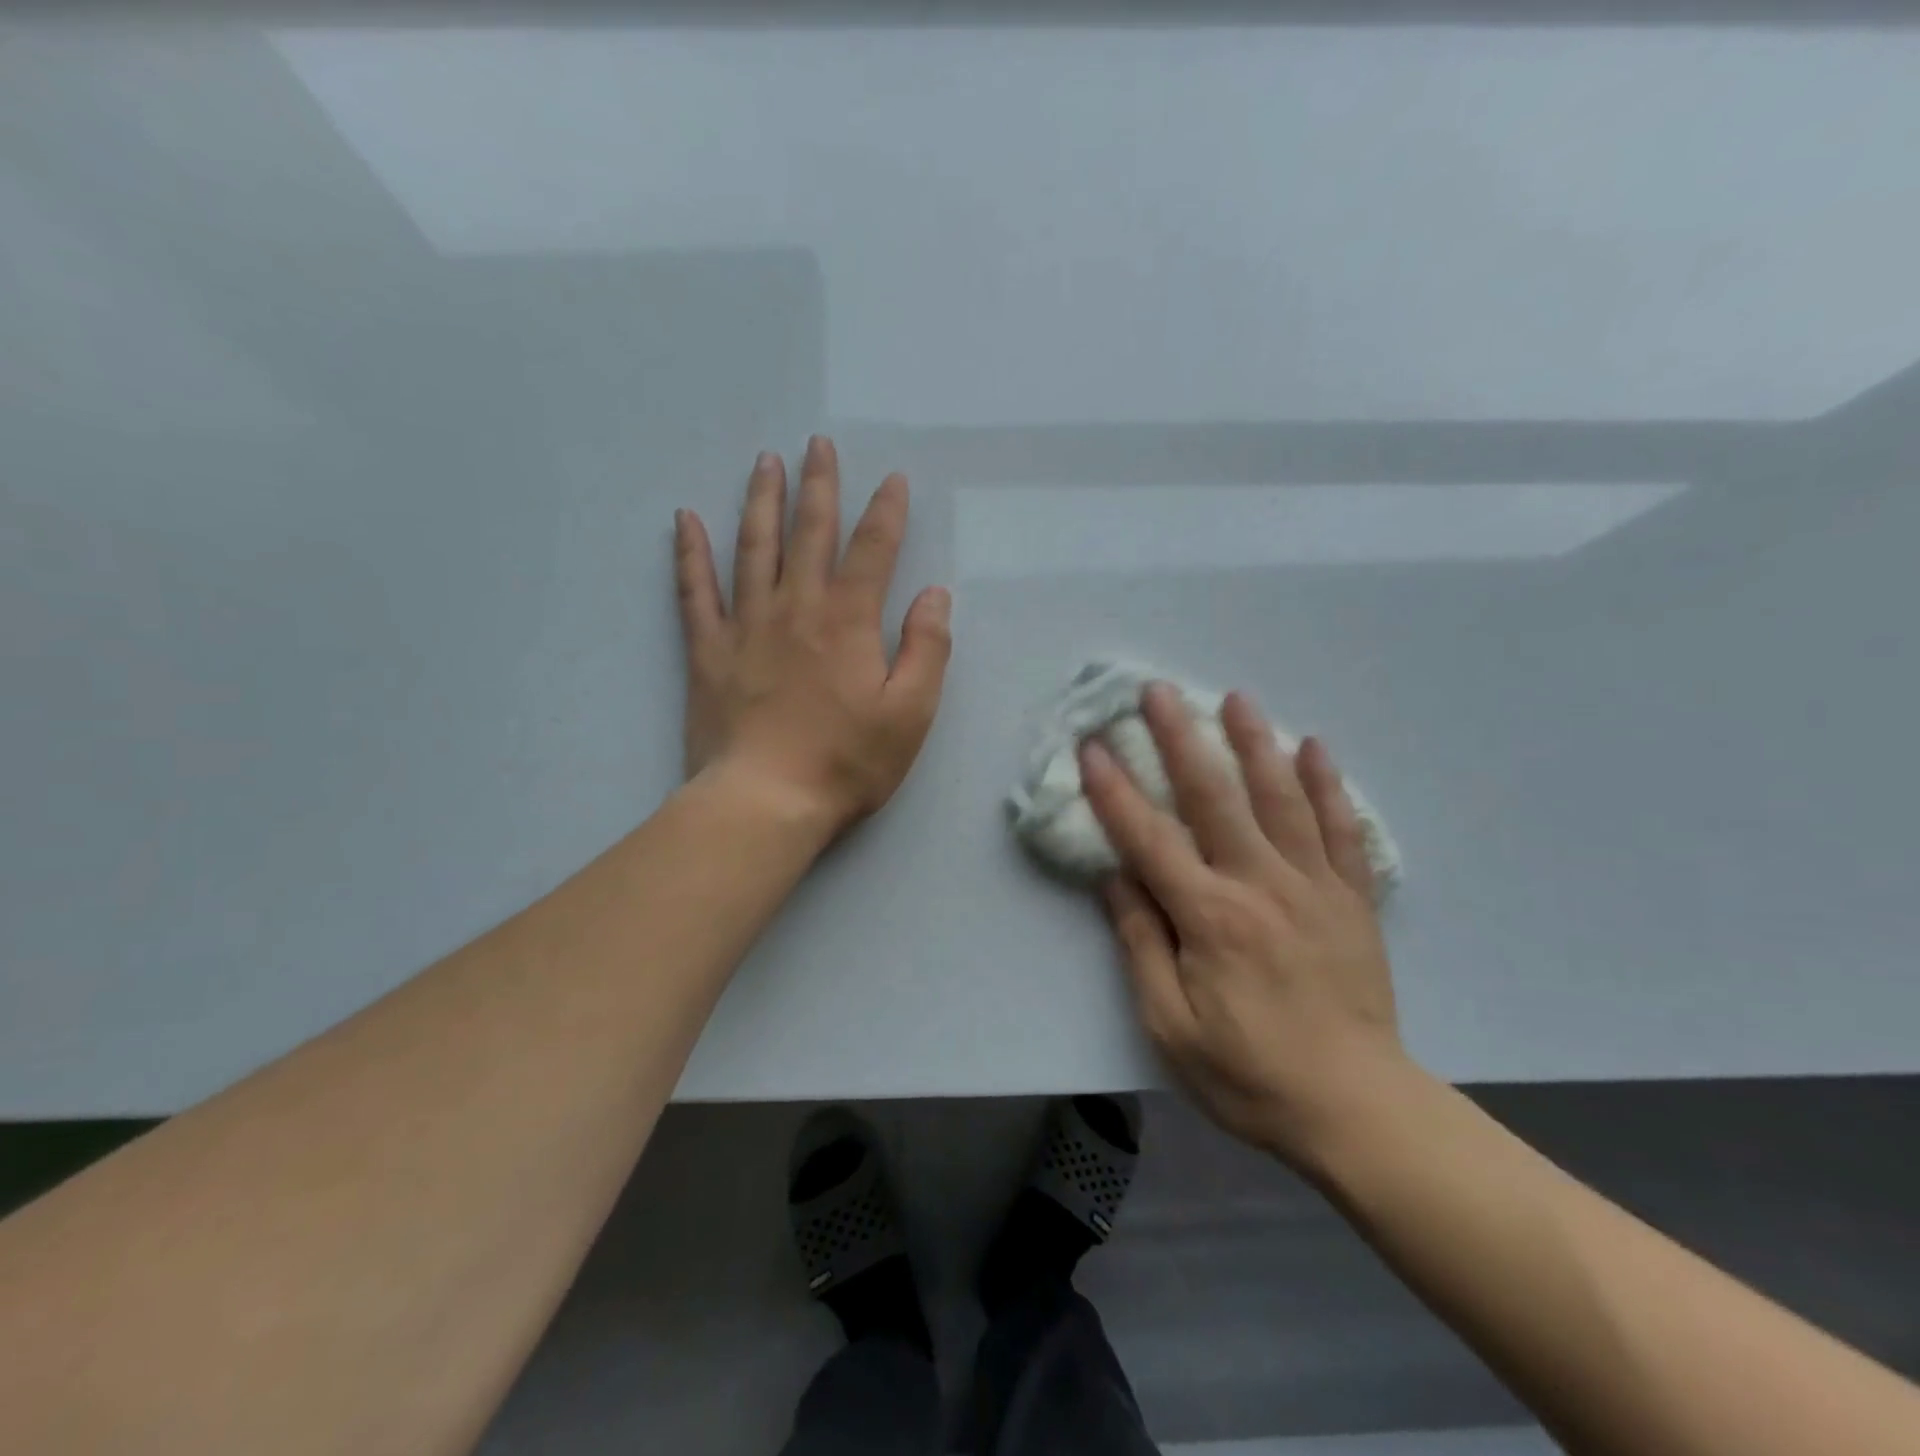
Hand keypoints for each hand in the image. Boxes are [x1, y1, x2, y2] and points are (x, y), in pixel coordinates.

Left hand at [674, 436, 951, 835]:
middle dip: (818, 486)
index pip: (873, 551)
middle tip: (818, 444)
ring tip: (766, 462)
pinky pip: (695, 592)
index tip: (893, 480)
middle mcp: (796, 609)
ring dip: (761, 501)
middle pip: (809, 533)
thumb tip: (934, 595)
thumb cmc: (847, 762)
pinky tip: (685, 520)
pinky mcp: (708, 652)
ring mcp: (746, 626)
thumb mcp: (911, 713)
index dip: (886, 512)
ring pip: (753, 548)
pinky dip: (689, 554)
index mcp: (848, 622)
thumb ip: (928, 649)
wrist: (765, 802)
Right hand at [1081, 684, 1411, 1171]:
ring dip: (1254, 743)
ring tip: (1236, 698)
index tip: (1092, 748)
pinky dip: (1327, 786)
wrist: (1356, 1109)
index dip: (1115, 792)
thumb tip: (1115, 877)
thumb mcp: (1170, 1024)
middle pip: (1214, 798)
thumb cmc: (1248, 1073)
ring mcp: (1314, 886)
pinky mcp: (1352, 899)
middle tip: (1159, 692)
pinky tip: (1314, 748)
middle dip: (1180, 739)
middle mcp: (1260, 885)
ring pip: (1281, 799)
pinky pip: (1342, 830)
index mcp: (1210, 917)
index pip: (1150, 839)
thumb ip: (1140, 943)